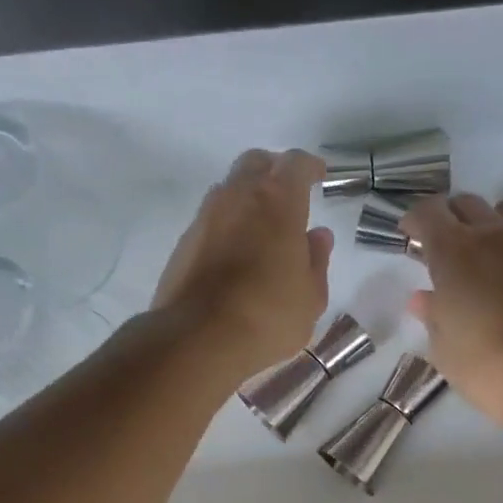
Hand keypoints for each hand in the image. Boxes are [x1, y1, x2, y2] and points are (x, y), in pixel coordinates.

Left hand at [153, 148, 335, 381]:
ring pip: (229, 189)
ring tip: (262, 227)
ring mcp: (205, 217)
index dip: (309, 167)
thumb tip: (317, 237)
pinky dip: (228, 225)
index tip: (318, 175)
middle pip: (256, 163)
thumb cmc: (268, 315)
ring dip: (248, 198)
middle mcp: (238, 196)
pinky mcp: (184, 242)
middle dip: (274, 171)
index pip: (295, 164)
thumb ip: (316, 261)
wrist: (198, 338)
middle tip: (288, 193)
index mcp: (277, 201)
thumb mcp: (310, 297)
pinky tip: (236, 253)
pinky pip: (212, 220)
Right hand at [402, 192, 502, 434]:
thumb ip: (433, 316)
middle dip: (449, 218)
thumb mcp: (444, 348)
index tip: (409, 237)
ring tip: (482, 250)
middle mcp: (492, 236)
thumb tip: (424, 298)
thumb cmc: (487, 366)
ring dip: (489, 218)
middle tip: (441, 249)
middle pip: (466, 203)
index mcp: (454, 252)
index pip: (428, 212)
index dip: (414, 221)